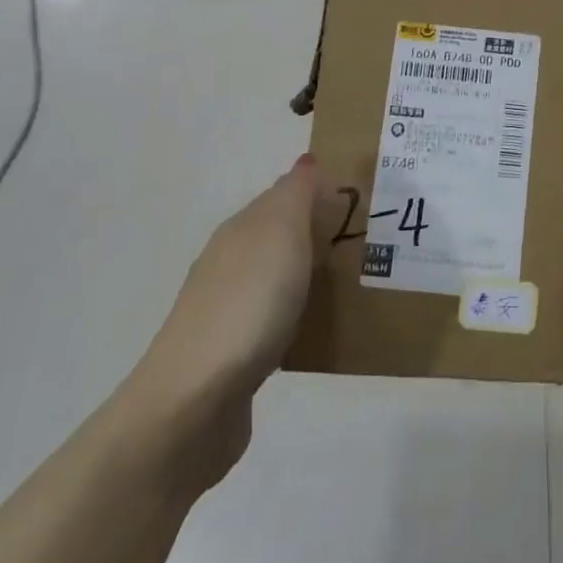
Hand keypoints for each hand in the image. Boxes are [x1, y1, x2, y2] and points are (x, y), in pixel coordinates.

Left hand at [120, 155, 344, 492]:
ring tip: (354, 282)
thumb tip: (308, 160)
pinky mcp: (234, 355)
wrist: (194, 401)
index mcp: (241, 230)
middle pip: (279, 235)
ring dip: (308, 274)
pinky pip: (275, 320)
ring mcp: (228, 310)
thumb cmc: (248, 304)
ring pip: (277, 277)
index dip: (318, 191)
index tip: (361, 199)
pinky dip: (298, 314)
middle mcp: (230, 263)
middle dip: (317, 231)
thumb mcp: (280, 233)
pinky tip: (318, 327)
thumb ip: (296, 195)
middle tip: (368, 238)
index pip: (282, 195)